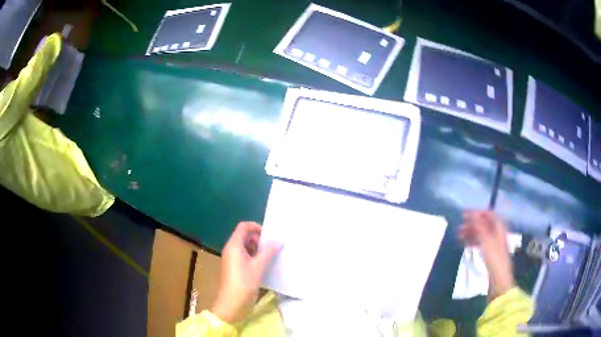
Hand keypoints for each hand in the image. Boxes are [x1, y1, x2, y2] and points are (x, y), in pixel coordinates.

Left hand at [211, 222, 281, 322]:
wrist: (232, 302)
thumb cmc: (244, 281)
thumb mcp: (259, 266)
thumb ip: (269, 251)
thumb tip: (279, 241)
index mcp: (234, 245)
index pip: (243, 227)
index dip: (255, 227)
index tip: (268, 235)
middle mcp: (231, 249)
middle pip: (244, 236)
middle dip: (258, 239)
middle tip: (270, 247)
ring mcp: (231, 258)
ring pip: (244, 246)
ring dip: (257, 248)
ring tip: (269, 256)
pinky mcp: (234, 267)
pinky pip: (243, 256)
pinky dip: (253, 256)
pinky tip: (263, 265)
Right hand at [458, 211, 514, 300]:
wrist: (499, 281)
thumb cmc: (495, 260)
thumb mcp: (487, 242)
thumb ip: (480, 228)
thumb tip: (471, 214)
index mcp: (500, 228)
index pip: (489, 214)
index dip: (477, 213)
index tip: (464, 215)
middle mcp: (498, 234)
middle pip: (485, 224)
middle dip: (472, 224)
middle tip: (459, 227)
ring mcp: (494, 244)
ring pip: (481, 234)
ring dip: (471, 233)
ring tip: (459, 236)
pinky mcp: (490, 254)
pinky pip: (480, 243)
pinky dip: (473, 242)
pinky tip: (465, 245)